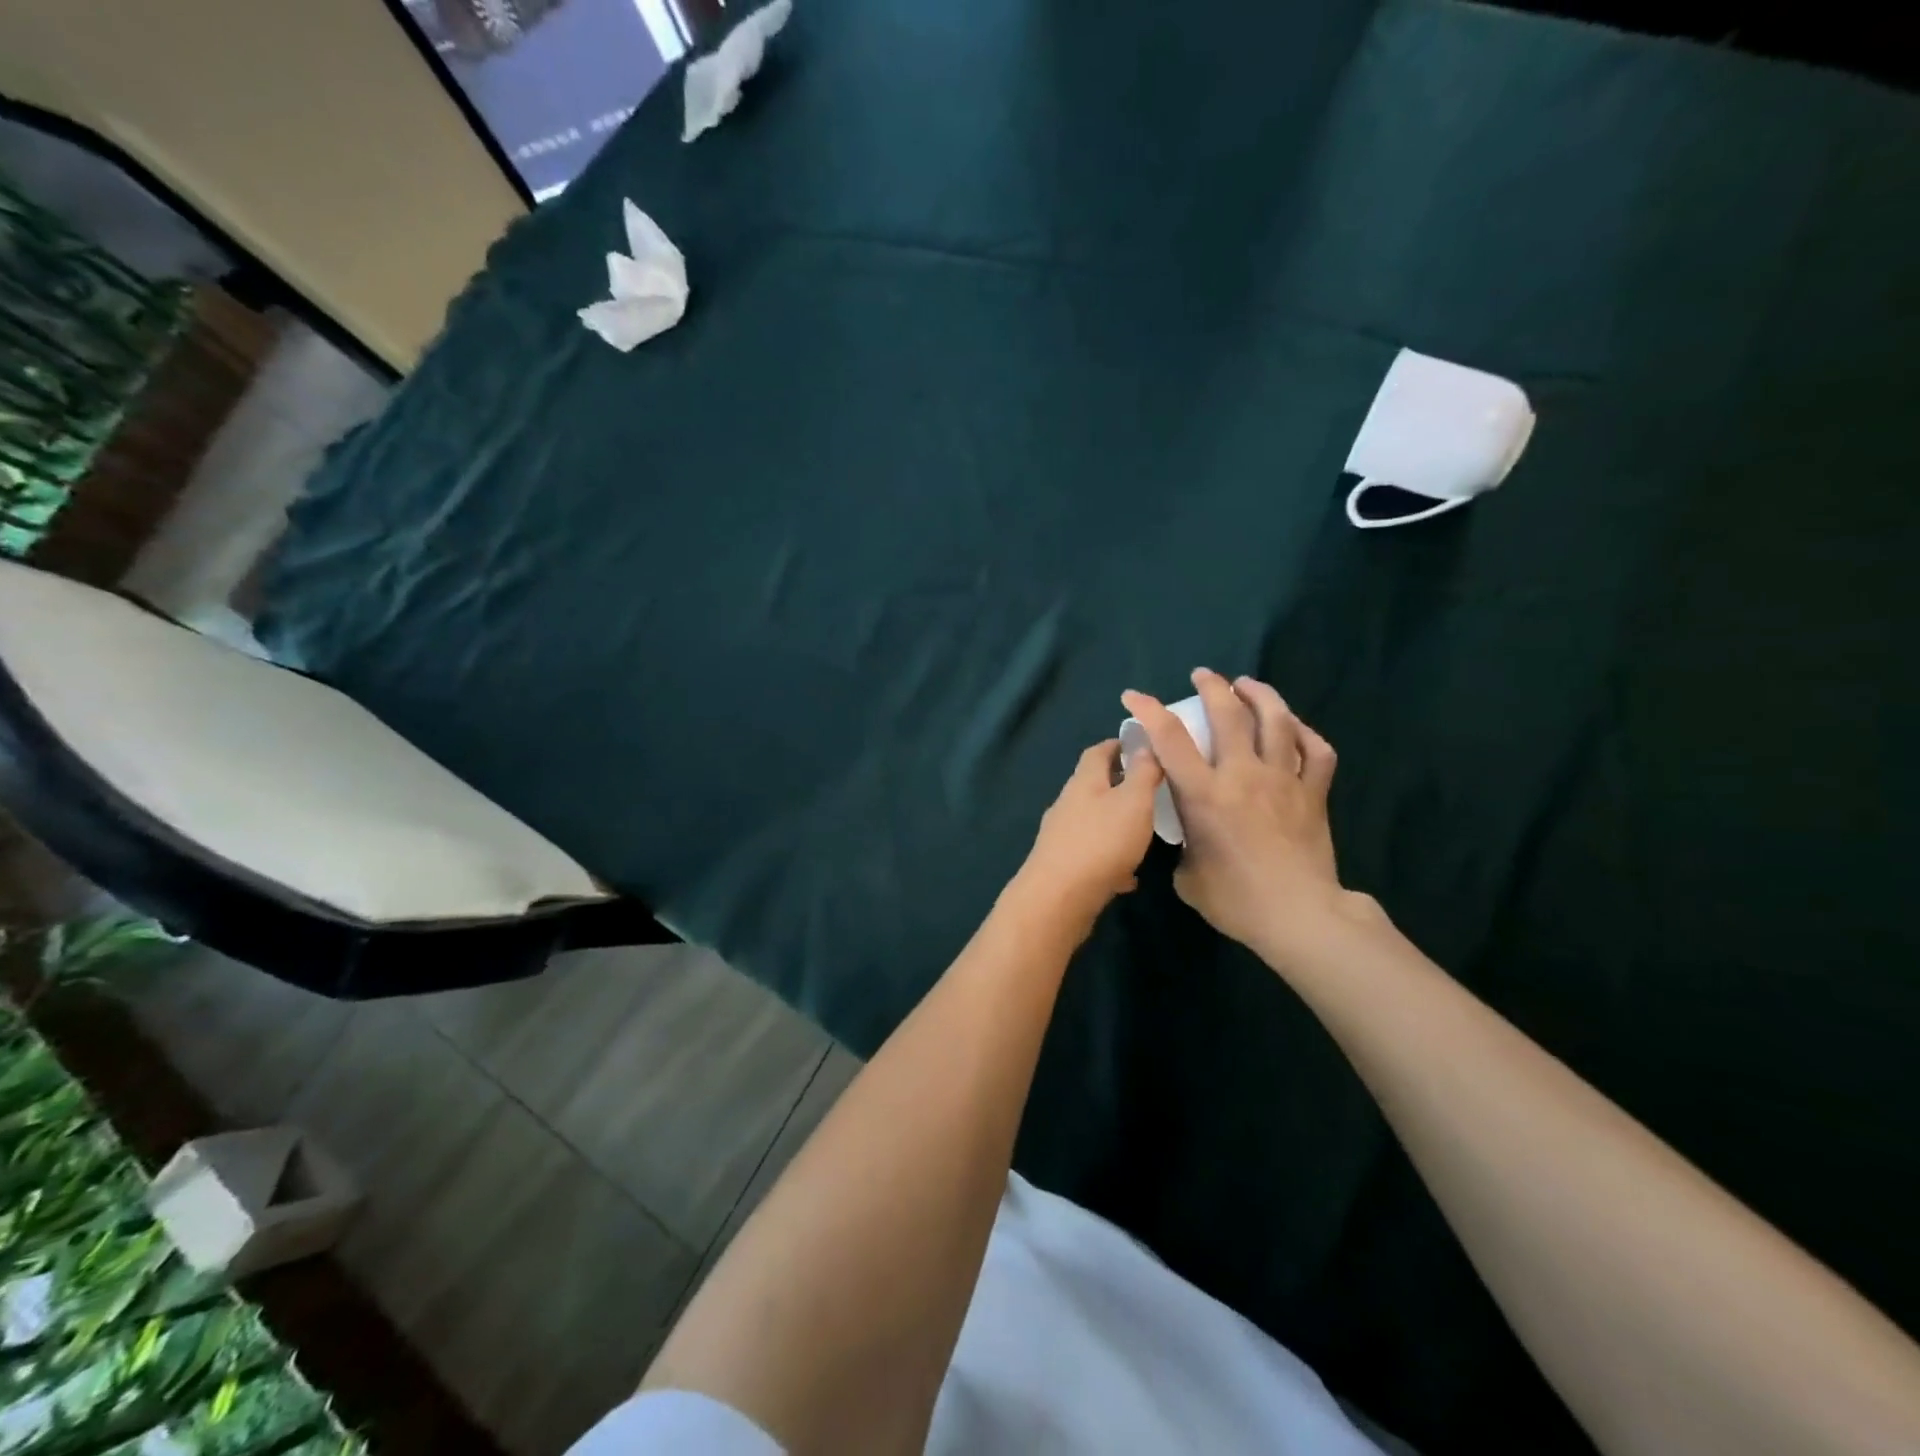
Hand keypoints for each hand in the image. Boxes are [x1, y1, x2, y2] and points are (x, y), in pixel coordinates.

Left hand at [1016, 739, 1163, 923]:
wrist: (1058, 898)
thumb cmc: (1101, 842)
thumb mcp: (1134, 802)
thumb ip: (1143, 773)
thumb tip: (1145, 744)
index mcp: (1084, 782)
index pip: (1097, 752)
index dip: (1118, 745)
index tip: (1140, 746)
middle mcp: (1067, 804)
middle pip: (1093, 786)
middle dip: (1119, 785)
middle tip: (1149, 790)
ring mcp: (1061, 836)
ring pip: (1093, 822)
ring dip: (1115, 824)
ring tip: (1143, 832)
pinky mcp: (1062, 866)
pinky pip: (1092, 855)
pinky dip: (1110, 860)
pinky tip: (1128, 877)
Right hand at [1120, 669, 1359, 963]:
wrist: (1299, 916)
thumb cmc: (1235, 900)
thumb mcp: (1188, 876)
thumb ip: (1185, 845)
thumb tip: (1191, 836)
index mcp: (1204, 794)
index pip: (1170, 738)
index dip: (1149, 710)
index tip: (1135, 696)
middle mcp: (1242, 775)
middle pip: (1229, 714)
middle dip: (1212, 687)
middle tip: (1203, 676)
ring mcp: (1283, 780)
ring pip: (1276, 721)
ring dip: (1260, 695)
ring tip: (1248, 684)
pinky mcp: (1313, 793)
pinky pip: (1316, 751)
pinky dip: (1305, 733)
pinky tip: (1295, 728)